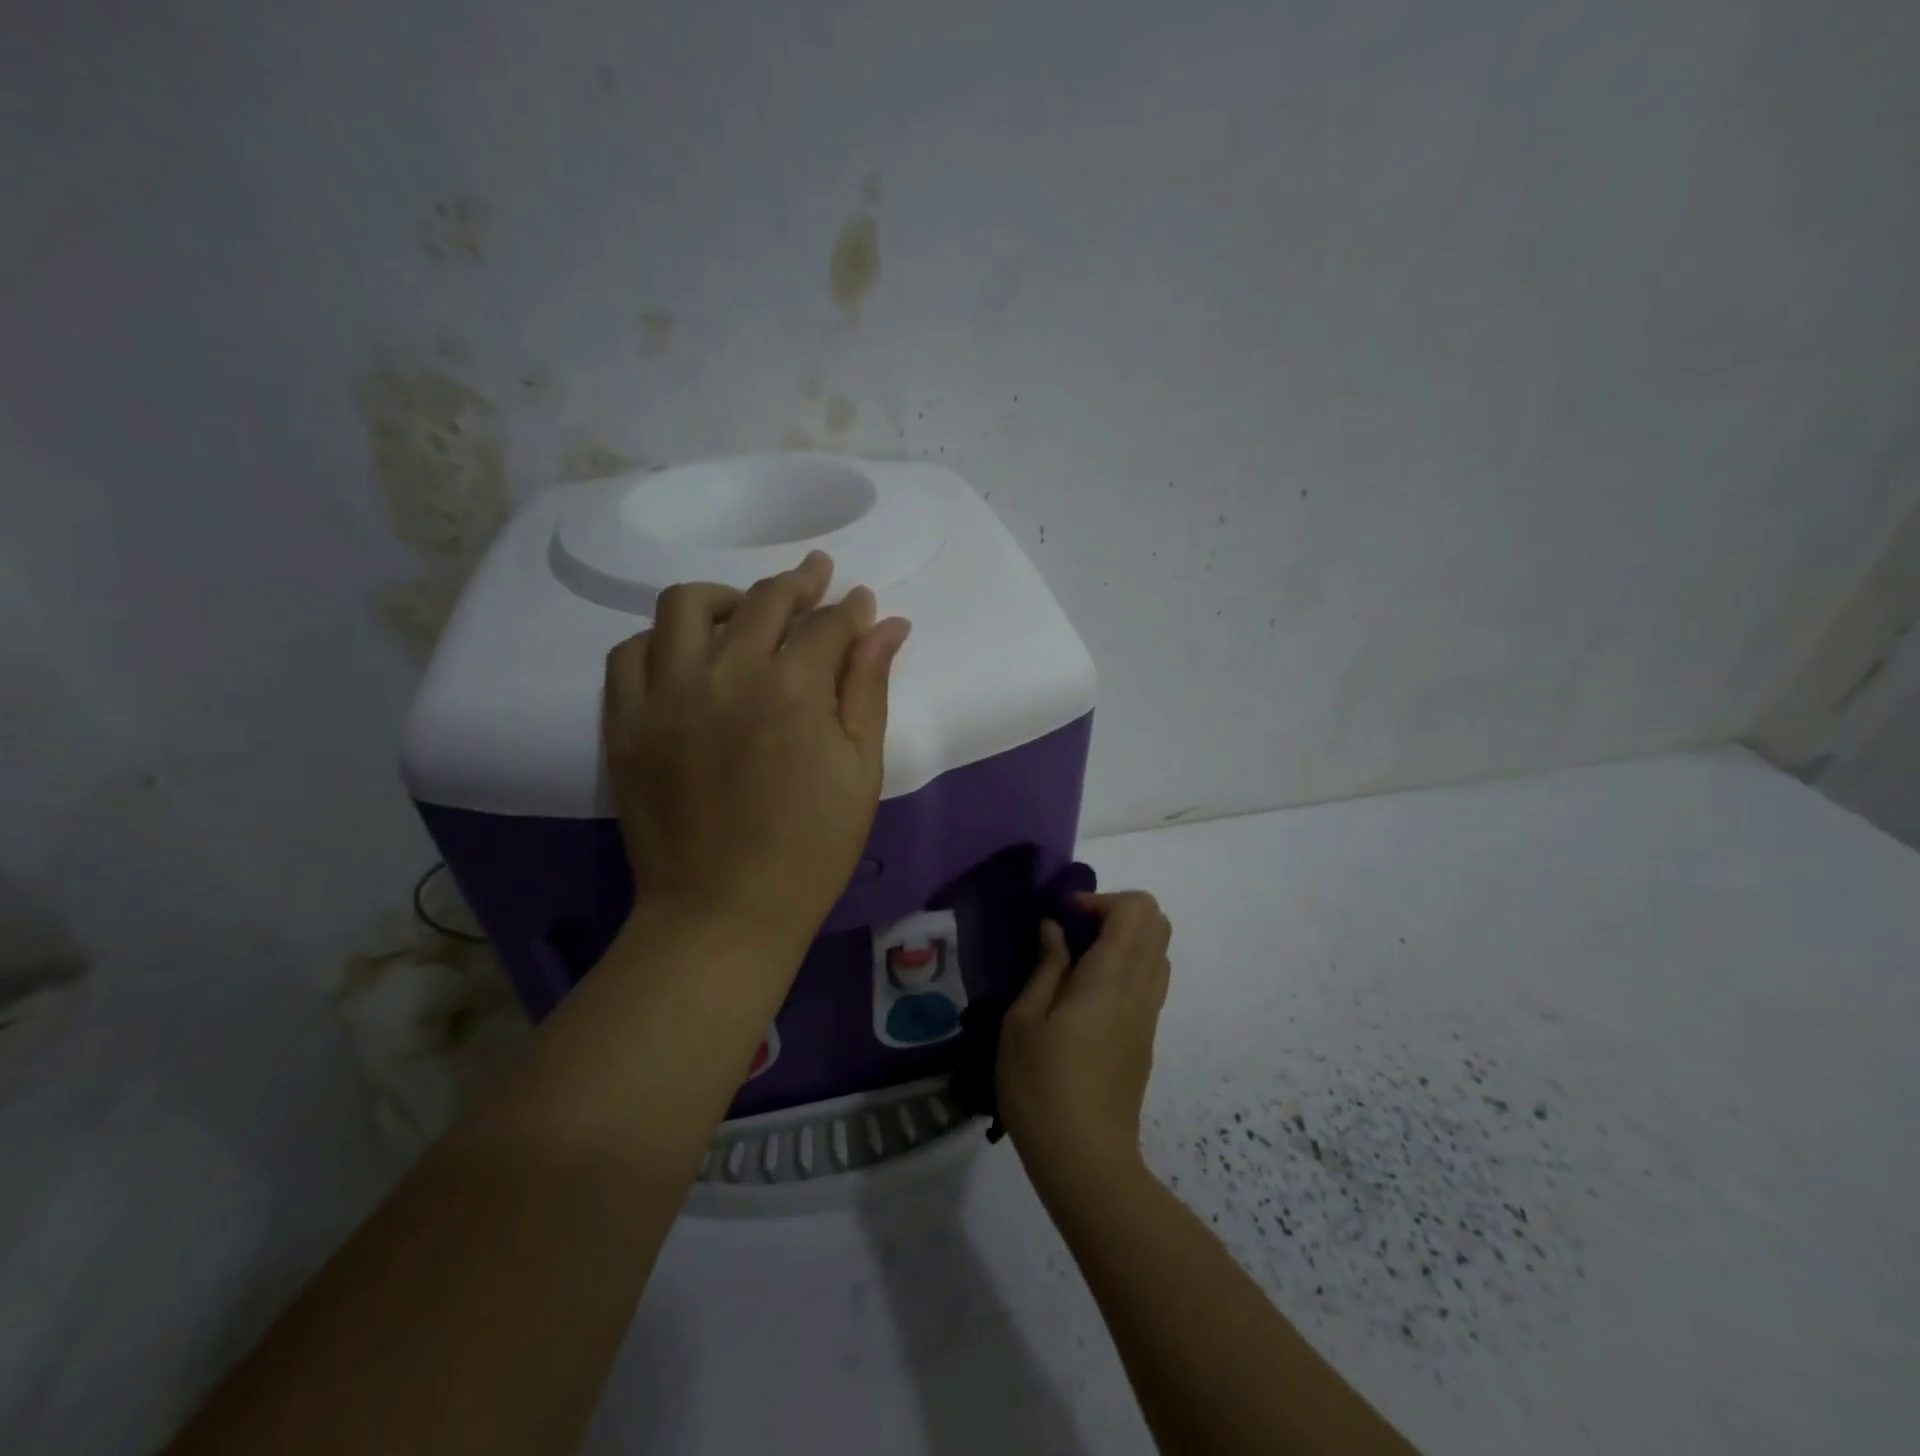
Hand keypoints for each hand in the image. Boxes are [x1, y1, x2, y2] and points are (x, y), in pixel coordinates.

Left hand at [601, 551, 910, 953]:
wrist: (722, 913)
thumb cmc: (810, 850)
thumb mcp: (859, 771)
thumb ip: (869, 689)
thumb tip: (888, 625)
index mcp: (792, 690)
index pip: (827, 624)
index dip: (851, 610)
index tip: (861, 604)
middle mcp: (725, 675)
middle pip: (763, 600)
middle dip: (800, 582)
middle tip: (817, 576)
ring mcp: (666, 695)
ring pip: (685, 606)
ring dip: (725, 598)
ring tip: (745, 612)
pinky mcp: (626, 722)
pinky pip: (631, 653)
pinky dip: (661, 640)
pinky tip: (685, 656)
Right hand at [996, 891, 1171, 1195]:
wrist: (1085, 1160)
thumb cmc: (1042, 1085)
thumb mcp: (1024, 1021)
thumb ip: (1046, 966)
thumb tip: (1055, 928)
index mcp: (1111, 979)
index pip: (1136, 910)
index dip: (1100, 900)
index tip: (1063, 919)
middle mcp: (1140, 990)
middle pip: (1156, 923)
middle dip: (1115, 912)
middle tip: (1072, 933)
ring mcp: (1148, 1015)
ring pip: (1158, 952)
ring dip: (1123, 940)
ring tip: (1077, 962)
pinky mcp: (1146, 1038)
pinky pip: (1150, 981)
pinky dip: (1127, 966)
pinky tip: (1086, 996)